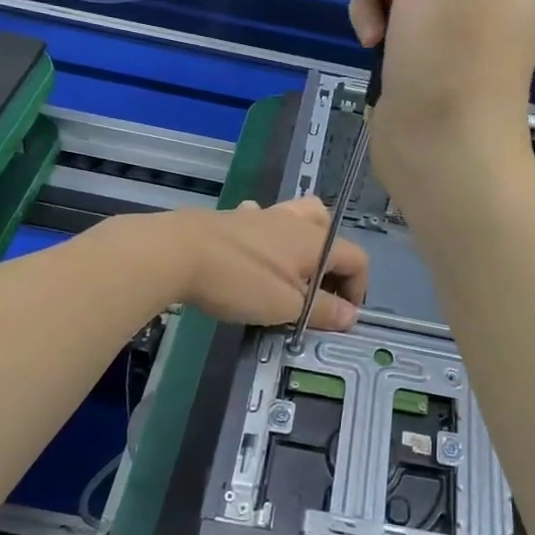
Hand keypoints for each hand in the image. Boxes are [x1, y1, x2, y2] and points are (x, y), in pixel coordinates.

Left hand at [166, 197, 367, 331]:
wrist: (176, 252)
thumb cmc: (239, 281)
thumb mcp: (286, 306)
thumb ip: (322, 310)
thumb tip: (352, 315)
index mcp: (315, 241)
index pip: (357, 258)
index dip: (358, 289)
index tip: (340, 317)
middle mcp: (294, 222)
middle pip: (330, 228)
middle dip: (332, 259)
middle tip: (318, 290)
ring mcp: (262, 216)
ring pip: (298, 217)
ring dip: (302, 242)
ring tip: (291, 272)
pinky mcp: (233, 218)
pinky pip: (262, 221)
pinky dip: (266, 237)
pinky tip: (252, 256)